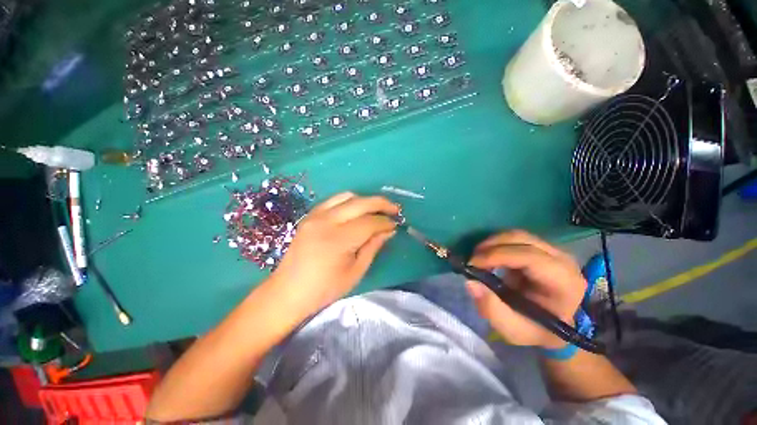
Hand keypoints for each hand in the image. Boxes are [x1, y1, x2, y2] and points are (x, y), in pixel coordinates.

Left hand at [268, 192, 399, 316]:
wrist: (288, 291)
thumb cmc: (325, 288)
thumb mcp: (355, 272)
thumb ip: (373, 247)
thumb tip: (389, 230)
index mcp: (338, 239)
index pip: (370, 222)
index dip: (385, 222)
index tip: (396, 225)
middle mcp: (326, 221)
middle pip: (360, 203)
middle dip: (381, 203)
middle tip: (395, 209)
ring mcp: (315, 216)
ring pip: (347, 196)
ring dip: (366, 200)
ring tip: (377, 209)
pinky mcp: (310, 216)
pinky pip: (334, 200)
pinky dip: (350, 201)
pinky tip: (356, 210)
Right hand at [465, 231, 586, 348]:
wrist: (553, 326)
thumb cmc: (536, 331)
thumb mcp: (513, 330)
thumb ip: (492, 309)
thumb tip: (470, 283)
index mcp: (564, 283)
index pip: (530, 257)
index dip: (498, 255)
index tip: (472, 264)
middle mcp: (562, 260)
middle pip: (522, 239)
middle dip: (491, 245)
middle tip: (472, 259)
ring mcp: (553, 251)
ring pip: (517, 235)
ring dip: (492, 243)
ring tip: (477, 258)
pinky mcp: (541, 248)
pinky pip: (515, 239)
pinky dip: (496, 244)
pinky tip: (487, 257)